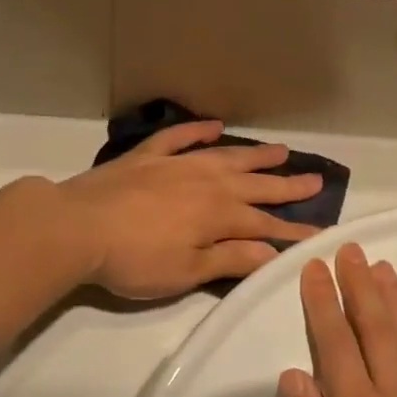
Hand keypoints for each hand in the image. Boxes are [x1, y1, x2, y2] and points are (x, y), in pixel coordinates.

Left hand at [58, 122, 321, 299]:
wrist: (76, 227)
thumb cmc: (134, 260)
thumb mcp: (186, 272)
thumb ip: (230, 259)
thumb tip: (272, 253)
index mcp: (218, 215)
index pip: (265, 225)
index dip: (293, 230)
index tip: (319, 232)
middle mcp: (206, 183)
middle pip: (255, 184)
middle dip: (287, 185)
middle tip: (315, 179)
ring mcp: (177, 165)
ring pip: (225, 156)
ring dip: (255, 155)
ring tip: (280, 150)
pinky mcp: (147, 157)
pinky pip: (179, 138)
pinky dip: (198, 131)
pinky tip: (214, 125)